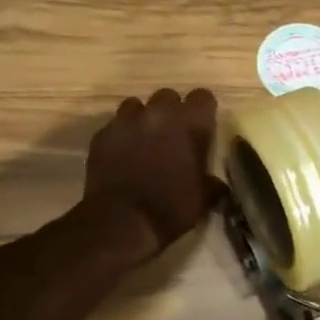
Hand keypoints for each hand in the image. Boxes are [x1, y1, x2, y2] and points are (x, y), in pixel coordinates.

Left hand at [83, 88, 220, 259]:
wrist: (122, 222)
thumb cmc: (171, 208)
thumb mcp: (204, 198)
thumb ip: (212, 182)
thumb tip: (217, 183)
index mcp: (190, 123)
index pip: (203, 96)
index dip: (203, 111)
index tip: (202, 127)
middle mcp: (159, 113)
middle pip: (168, 96)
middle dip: (171, 112)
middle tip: (173, 136)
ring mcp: (126, 121)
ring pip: (137, 106)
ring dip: (143, 120)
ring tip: (144, 142)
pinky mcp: (102, 134)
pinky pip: (115, 126)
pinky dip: (121, 136)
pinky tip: (122, 156)